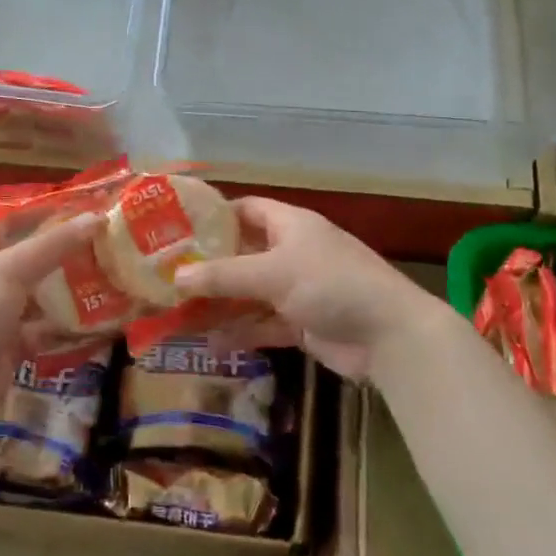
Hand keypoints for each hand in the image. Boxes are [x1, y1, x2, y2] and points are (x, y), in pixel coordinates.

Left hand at [0, 208, 102, 427]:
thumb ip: (54, 244)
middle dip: (67, 243)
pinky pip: (47, 325)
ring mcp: (0, 307)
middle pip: (32, 250)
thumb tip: (97, 217)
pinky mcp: (13, 340)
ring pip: (43, 288)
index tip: (82, 198)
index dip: (42, 202)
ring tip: (114, 269)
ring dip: (73, 282)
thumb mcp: (11, 269)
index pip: (10, 212)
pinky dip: (70, 321)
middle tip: (109, 235)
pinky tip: (103, 313)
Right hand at [172, 198, 450, 379]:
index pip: (246, 210)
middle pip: (243, 255)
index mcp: (290, 225)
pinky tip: (209, 345)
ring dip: (220, 305)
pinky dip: (240, 333)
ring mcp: (297, 290)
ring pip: (249, 294)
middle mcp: (292, 253)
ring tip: (178, 315)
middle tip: (166, 278)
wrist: (389, 335)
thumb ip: (223, 276)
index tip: (177, 230)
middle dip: (209, 268)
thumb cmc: (331, 285)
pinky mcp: (301, 324)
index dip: (215, 217)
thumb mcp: (272, 273)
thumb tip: (175, 278)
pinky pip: (262, 324)